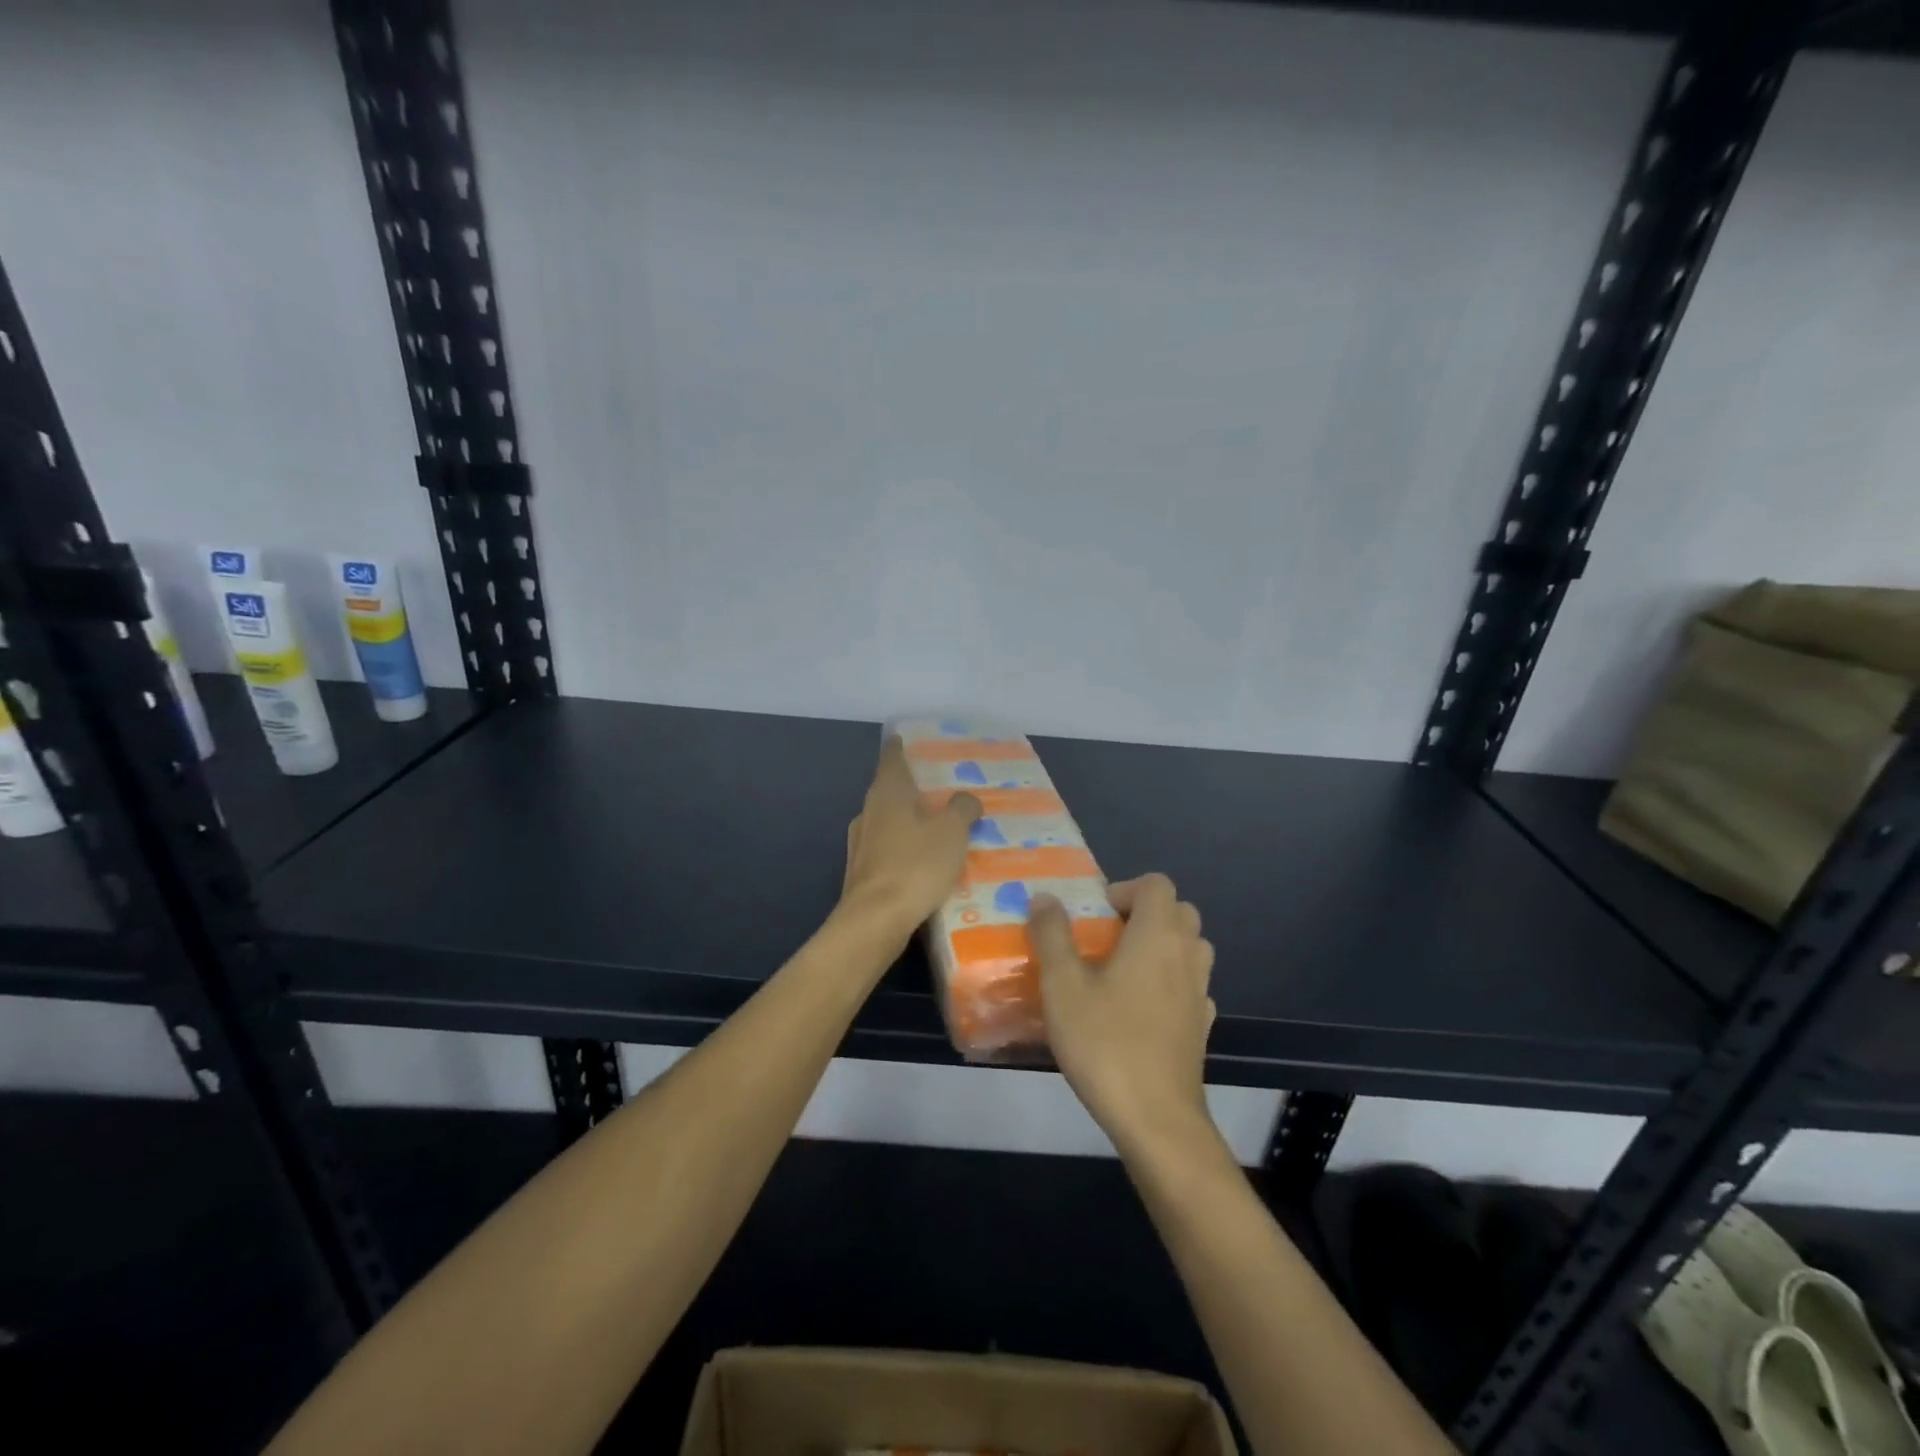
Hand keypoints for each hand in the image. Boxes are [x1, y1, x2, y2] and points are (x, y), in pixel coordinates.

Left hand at [838, 737, 980, 946]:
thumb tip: (966, 797)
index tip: (910, 740)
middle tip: (942, 790)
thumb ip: (962, 809)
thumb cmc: (916, 865)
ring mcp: (860, 845)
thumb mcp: (952, 832)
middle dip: (913, 790)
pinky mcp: (862, 874)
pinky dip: (905, 851)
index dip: (902, 747)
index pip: (892, 757)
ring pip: (889, 823)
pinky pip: (888, 852)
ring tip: (939, 828)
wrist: (876, 921)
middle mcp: (868, 812)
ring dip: (910, 823)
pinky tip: (925, 864)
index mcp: (887, 792)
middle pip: (890, 791)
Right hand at [1029, 873, 1216, 1152]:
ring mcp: (1200, 992)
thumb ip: (1052, 935)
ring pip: (1189, 947)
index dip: (1125, 889)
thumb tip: (1044, 898)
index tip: (1096, 914)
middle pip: (1178, 911)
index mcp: (1157, 935)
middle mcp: (1187, 955)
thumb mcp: (1063, 986)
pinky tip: (1139, 1008)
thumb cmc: (1106, 1043)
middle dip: (1143, 914)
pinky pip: (1190, 984)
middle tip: (1105, 938)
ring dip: (1159, 946)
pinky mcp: (1202, 1026)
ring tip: (1120, 970)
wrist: (1157, 1119)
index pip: (1156, 884)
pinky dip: (1169, 981)